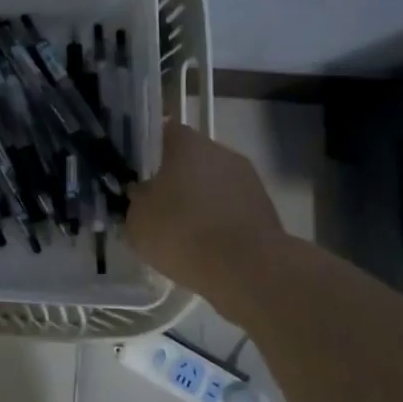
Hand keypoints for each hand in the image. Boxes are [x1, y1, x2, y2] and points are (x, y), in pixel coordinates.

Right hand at [126, 121, 284, 290]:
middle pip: (192, 158)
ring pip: (214, 183)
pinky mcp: (265, 208)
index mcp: (188, 144)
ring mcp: (248, 179)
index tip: (139, 171)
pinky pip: (231, 208)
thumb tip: (142, 194)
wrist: (247, 269)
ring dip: (200, 200)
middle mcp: (221, 152)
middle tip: (158, 204)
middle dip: (176, 178)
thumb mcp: (137, 219)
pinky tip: (206, 246)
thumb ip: (137, 200)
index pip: (165, 132)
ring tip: (183, 231)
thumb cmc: (183, 232)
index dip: (151, 150)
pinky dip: (219, 220)